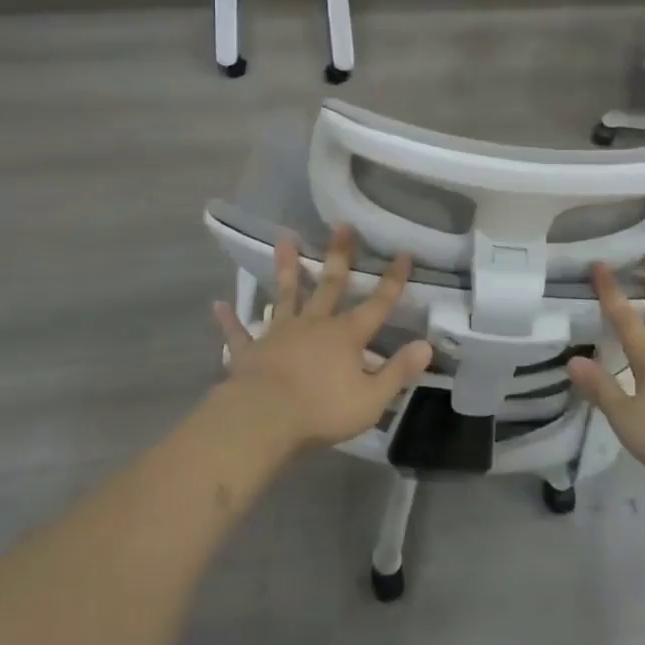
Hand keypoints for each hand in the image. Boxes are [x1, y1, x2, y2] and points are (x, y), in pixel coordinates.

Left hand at [212, 225, 432, 457]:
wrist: (263, 419)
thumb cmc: (322, 411)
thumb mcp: (372, 398)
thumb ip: (398, 371)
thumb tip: (426, 345)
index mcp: (346, 336)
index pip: (377, 303)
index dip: (393, 280)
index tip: (403, 253)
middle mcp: (314, 324)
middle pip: (330, 285)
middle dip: (339, 255)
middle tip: (341, 225)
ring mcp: (279, 334)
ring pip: (285, 295)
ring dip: (287, 268)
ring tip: (285, 240)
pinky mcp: (250, 351)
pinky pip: (239, 332)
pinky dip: (230, 320)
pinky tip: (218, 305)